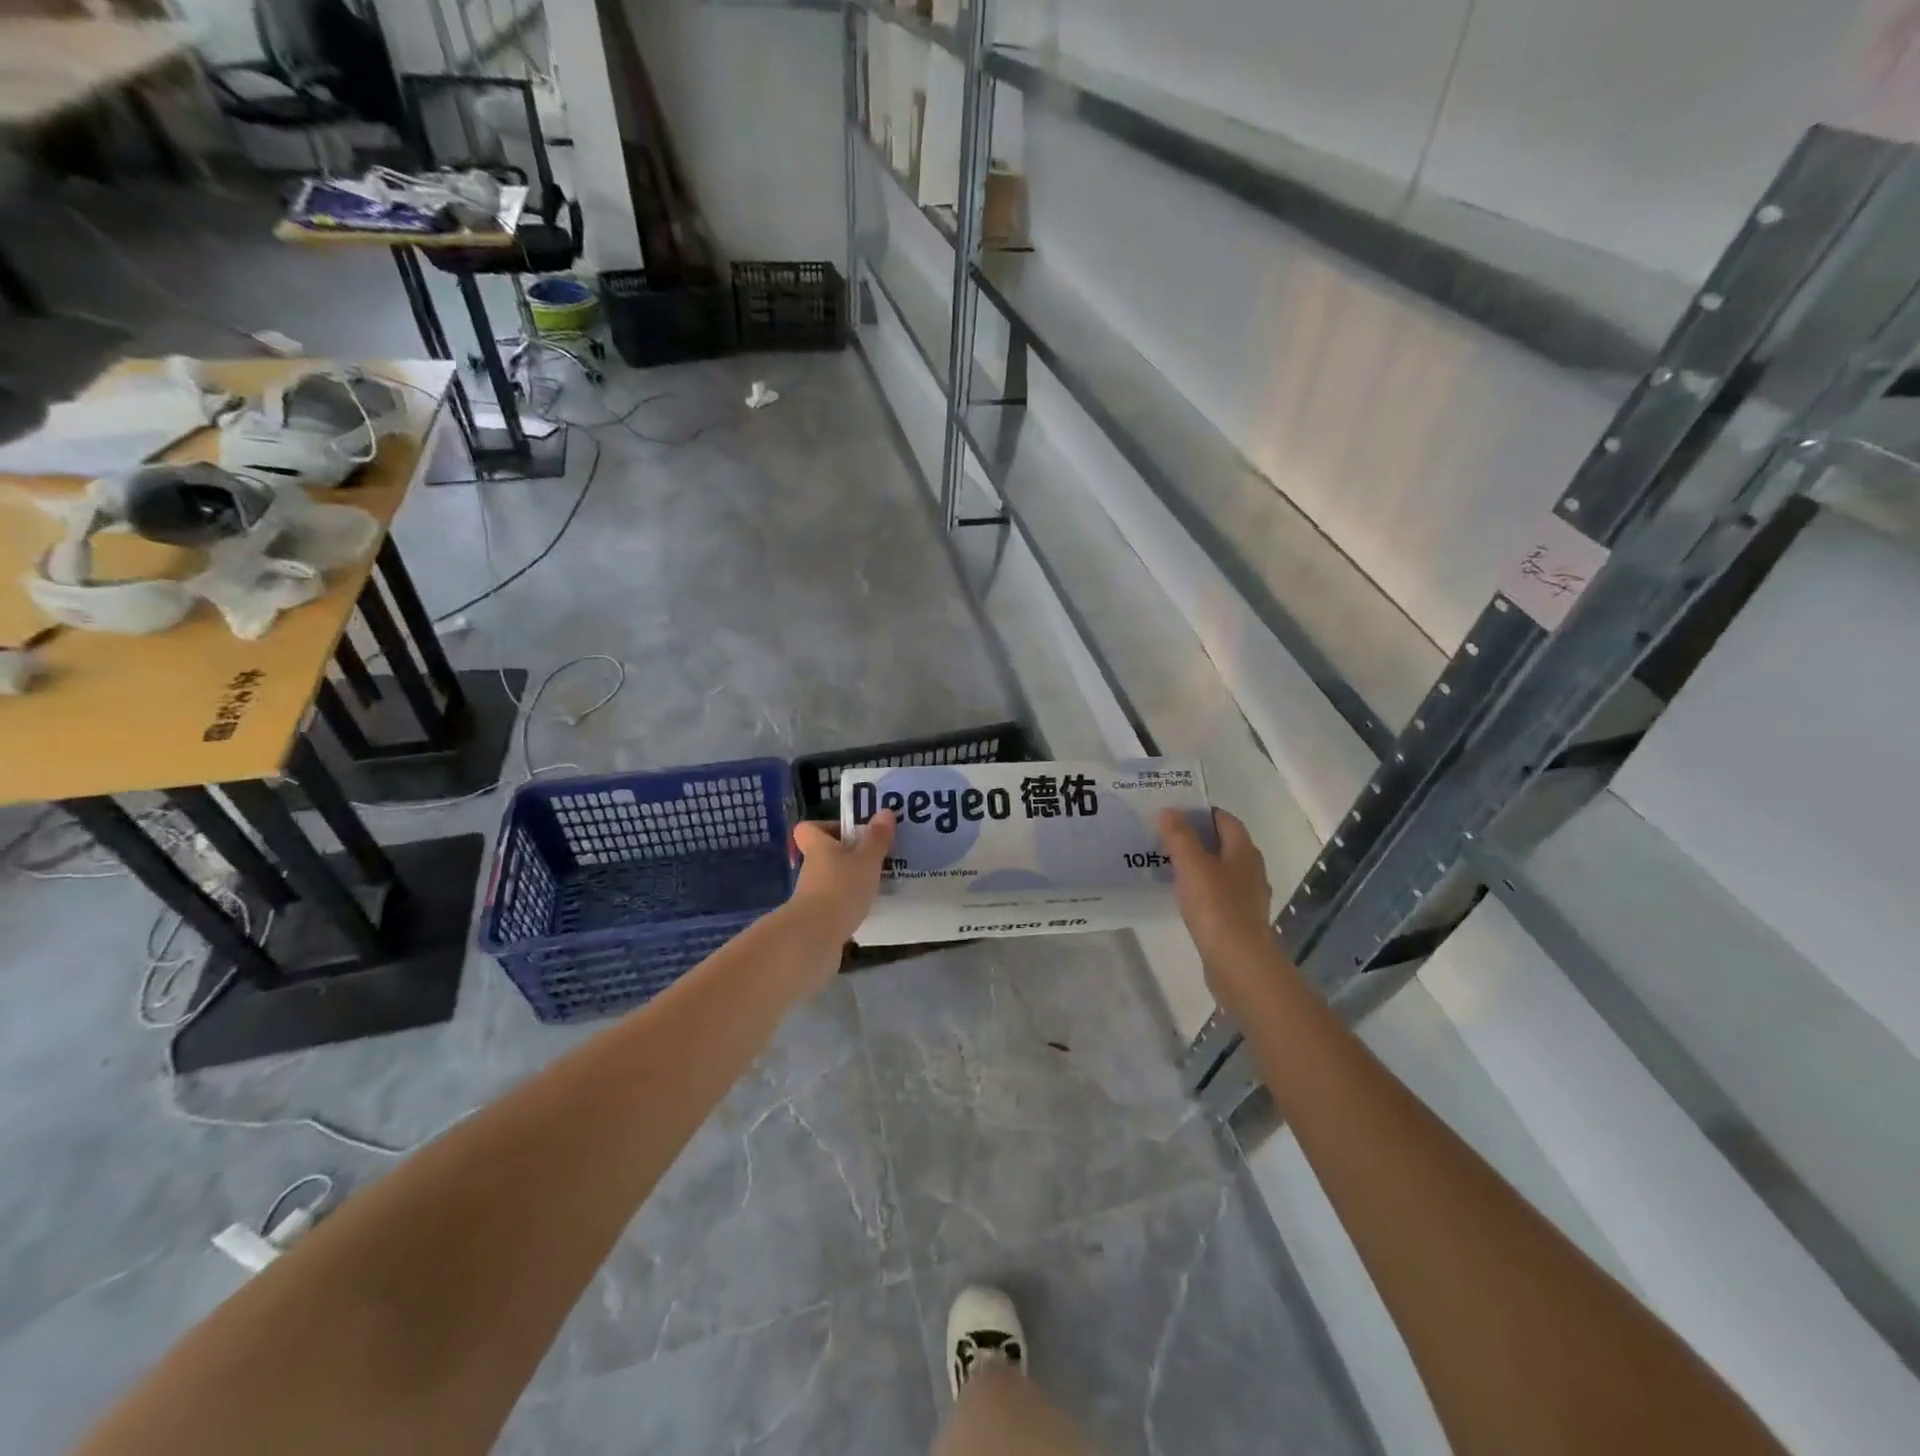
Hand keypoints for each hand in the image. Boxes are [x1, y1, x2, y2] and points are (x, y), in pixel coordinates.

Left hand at [790, 810, 895, 947]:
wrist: (815, 937)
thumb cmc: (841, 888)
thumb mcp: (866, 860)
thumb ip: (877, 838)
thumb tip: (885, 811)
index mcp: (818, 847)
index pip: (809, 828)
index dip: (826, 826)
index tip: (850, 831)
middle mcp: (811, 868)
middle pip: (824, 854)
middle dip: (846, 855)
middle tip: (874, 857)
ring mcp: (811, 895)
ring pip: (831, 879)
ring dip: (850, 880)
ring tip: (877, 883)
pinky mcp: (817, 918)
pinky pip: (835, 903)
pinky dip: (849, 903)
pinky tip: (869, 908)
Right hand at [1160, 809, 1287, 1003]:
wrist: (1238, 962)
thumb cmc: (1216, 907)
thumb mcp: (1192, 865)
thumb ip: (1179, 836)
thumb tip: (1169, 811)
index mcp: (1244, 852)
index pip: (1226, 820)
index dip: (1202, 813)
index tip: (1175, 813)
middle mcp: (1252, 870)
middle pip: (1225, 844)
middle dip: (1199, 838)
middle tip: (1167, 837)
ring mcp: (1248, 897)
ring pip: (1223, 870)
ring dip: (1200, 865)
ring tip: (1170, 865)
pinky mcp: (1240, 920)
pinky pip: (1220, 894)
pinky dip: (1203, 889)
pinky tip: (1184, 897)